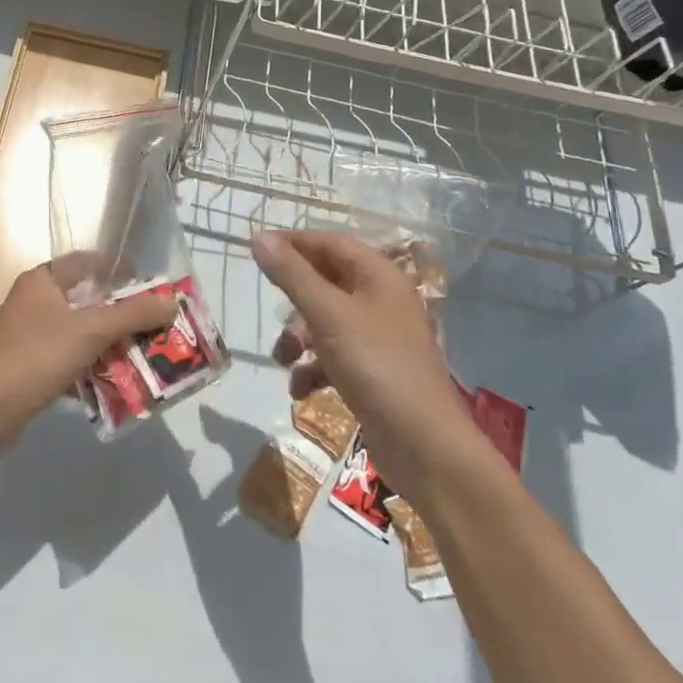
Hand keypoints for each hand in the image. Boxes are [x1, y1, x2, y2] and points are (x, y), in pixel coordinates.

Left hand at [0, 257, 177, 459]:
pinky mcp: (31, 366)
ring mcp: (31, 336)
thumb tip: (170, 302)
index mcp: (42, 281)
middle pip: (87, 300)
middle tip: (155, 324)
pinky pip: (70, 359)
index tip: (149, 284)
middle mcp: (34, 302)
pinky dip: (92, 367)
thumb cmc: (36, 357)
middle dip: (121, 313)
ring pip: (80, 332)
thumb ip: (132, 315)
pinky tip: (117, 382)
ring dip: (110, 343)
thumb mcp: (89, 331)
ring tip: (145, 353)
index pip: (86, 263)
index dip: (118, 270)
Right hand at [251, 231, 477, 492]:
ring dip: (298, 338)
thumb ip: (291, 274)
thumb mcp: (327, 314)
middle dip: (294, 300)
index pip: (331, 243)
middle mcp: (381, 301)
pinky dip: (313, 368)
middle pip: (326, 282)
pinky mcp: (374, 372)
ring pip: (325, 321)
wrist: (424, 446)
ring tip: (283, 360)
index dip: (294, 243)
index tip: (258, 248)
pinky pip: (333, 356)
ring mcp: (379, 338)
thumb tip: (258, 236)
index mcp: (379, 277)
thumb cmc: (376, 366)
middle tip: (271, 310)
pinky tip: (300, 390)